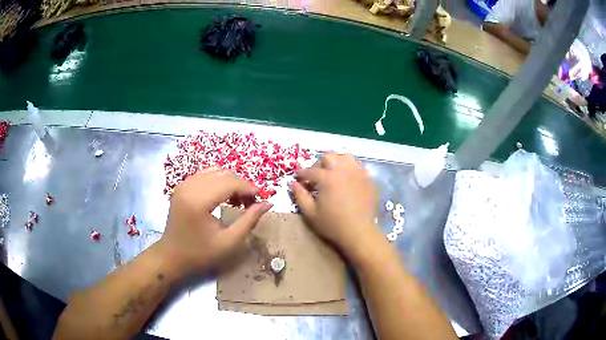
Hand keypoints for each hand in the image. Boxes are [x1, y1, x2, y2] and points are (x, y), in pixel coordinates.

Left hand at [158, 170, 271, 276]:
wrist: (172, 256)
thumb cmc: (200, 254)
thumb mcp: (229, 242)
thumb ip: (249, 220)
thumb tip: (268, 203)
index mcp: (198, 201)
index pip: (229, 182)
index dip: (248, 187)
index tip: (262, 197)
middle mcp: (189, 186)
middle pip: (223, 173)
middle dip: (241, 184)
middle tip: (252, 202)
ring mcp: (183, 184)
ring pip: (214, 171)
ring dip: (230, 181)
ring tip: (239, 199)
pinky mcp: (182, 186)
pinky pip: (205, 174)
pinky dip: (219, 181)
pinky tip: (224, 195)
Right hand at [290, 152, 379, 259]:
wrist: (359, 232)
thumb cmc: (332, 224)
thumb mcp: (310, 213)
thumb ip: (300, 196)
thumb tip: (293, 183)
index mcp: (327, 177)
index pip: (310, 170)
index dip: (301, 173)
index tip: (298, 178)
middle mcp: (343, 170)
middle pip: (329, 156)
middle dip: (320, 163)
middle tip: (317, 176)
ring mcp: (358, 173)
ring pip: (346, 157)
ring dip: (337, 162)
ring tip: (334, 173)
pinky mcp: (368, 179)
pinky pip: (358, 167)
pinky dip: (350, 169)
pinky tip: (348, 180)